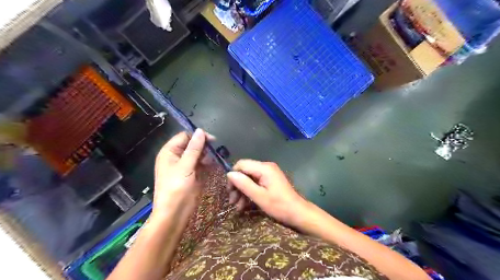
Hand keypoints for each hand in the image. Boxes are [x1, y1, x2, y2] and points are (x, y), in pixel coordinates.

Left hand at [154, 129, 212, 218]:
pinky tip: (212, 166)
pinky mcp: (190, 174)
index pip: (184, 136)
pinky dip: (206, 163)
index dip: (198, 136)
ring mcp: (183, 166)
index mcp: (169, 152)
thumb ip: (194, 148)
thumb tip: (200, 131)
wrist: (174, 213)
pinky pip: (199, 164)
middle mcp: (175, 157)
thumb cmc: (176, 188)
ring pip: (197, 154)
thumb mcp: (185, 166)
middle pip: (191, 145)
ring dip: (205, 155)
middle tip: (214, 153)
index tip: (212, 141)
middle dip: (203, 147)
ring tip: (212, 161)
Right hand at [226, 159, 308, 225]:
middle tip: (232, 202)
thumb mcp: (259, 197)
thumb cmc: (279, 206)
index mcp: (264, 168)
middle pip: (245, 172)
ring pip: (249, 178)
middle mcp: (266, 167)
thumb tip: (229, 174)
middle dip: (237, 186)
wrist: (298, 213)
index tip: (229, 191)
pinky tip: (245, 205)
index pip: (241, 164)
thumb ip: (244, 184)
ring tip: (238, 207)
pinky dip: (250, 192)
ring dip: (242, 191)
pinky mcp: (270, 180)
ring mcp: (269, 174)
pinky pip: (256, 183)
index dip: (233, 176)